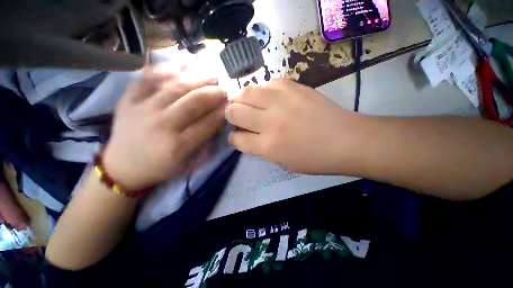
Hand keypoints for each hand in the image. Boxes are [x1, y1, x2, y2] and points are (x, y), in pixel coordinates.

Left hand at [103, 67, 226, 190]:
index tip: (231, 105)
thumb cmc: (161, 166)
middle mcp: (161, 126)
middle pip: (193, 103)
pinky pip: (146, 79)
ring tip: (210, 76)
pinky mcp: (127, 101)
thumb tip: (219, 121)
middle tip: (223, 89)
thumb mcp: (187, 161)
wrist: (123, 166)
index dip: (221, 112)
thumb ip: (204, 141)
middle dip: (213, 93)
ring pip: (174, 88)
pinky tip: (180, 67)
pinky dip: (164, 70)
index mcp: (178, 146)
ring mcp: (141, 110)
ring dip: (196, 79)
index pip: (207, 124)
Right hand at [225, 79, 362, 173]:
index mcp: (268, 146)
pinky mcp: (292, 86)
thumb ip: (261, 148)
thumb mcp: (282, 161)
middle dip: (231, 114)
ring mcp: (280, 101)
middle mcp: (270, 122)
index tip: (236, 135)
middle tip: (237, 116)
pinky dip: (263, 91)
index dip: (233, 137)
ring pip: (245, 92)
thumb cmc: (314, 158)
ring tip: (248, 103)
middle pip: (234, 111)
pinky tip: (269, 97)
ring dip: (242, 99)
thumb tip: (247, 135)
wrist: (346, 140)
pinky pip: (266, 83)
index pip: (236, 138)